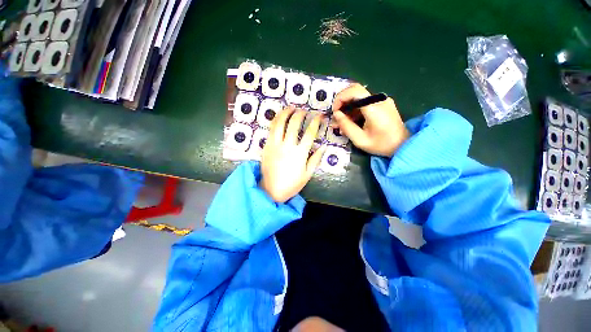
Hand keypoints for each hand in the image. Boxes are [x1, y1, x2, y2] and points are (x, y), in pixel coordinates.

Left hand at [260, 106, 326, 202]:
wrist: (271, 190)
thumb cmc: (292, 184)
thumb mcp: (307, 174)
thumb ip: (315, 159)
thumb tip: (324, 146)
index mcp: (299, 153)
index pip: (309, 133)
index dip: (316, 122)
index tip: (320, 116)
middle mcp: (287, 146)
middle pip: (294, 124)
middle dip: (301, 114)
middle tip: (305, 111)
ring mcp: (275, 145)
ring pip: (280, 123)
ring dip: (286, 113)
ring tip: (291, 107)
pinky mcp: (266, 146)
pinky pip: (271, 129)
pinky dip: (275, 120)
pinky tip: (279, 117)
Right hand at [332, 84, 409, 156]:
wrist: (403, 145)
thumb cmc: (381, 145)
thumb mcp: (360, 140)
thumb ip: (346, 126)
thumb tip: (336, 114)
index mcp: (374, 108)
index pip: (354, 90)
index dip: (340, 97)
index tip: (335, 111)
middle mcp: (379, 99)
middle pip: (355, 91)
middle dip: (342, 103)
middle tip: (336, 117)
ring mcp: (382, 101)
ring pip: (359, 98)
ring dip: (347, 108)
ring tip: (341, 123)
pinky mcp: (382, 104)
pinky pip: (364, 103)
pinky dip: (355, 110)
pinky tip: (351, 122)